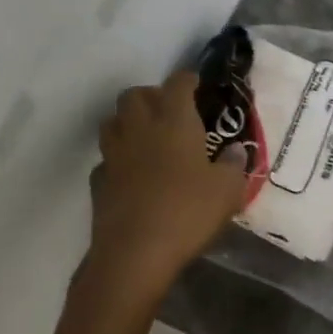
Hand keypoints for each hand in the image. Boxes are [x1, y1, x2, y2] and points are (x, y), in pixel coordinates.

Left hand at [88, 69, 248, 293]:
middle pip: (134, 95)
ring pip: (112, 122)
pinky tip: (131, 174)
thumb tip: (234, 151)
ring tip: (148, 137)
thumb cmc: (188, 212)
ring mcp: (114, 155)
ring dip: (128, 122)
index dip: (187, 79)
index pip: (177, 83)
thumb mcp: (228, 189)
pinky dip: (117, 160)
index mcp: (174, 121)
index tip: (197, 84)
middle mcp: (140, 129)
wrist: (135, 254)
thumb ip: (234, 165)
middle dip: (151, 95)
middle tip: (170, 111)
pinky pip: (105, 160)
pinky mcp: (98, 183)